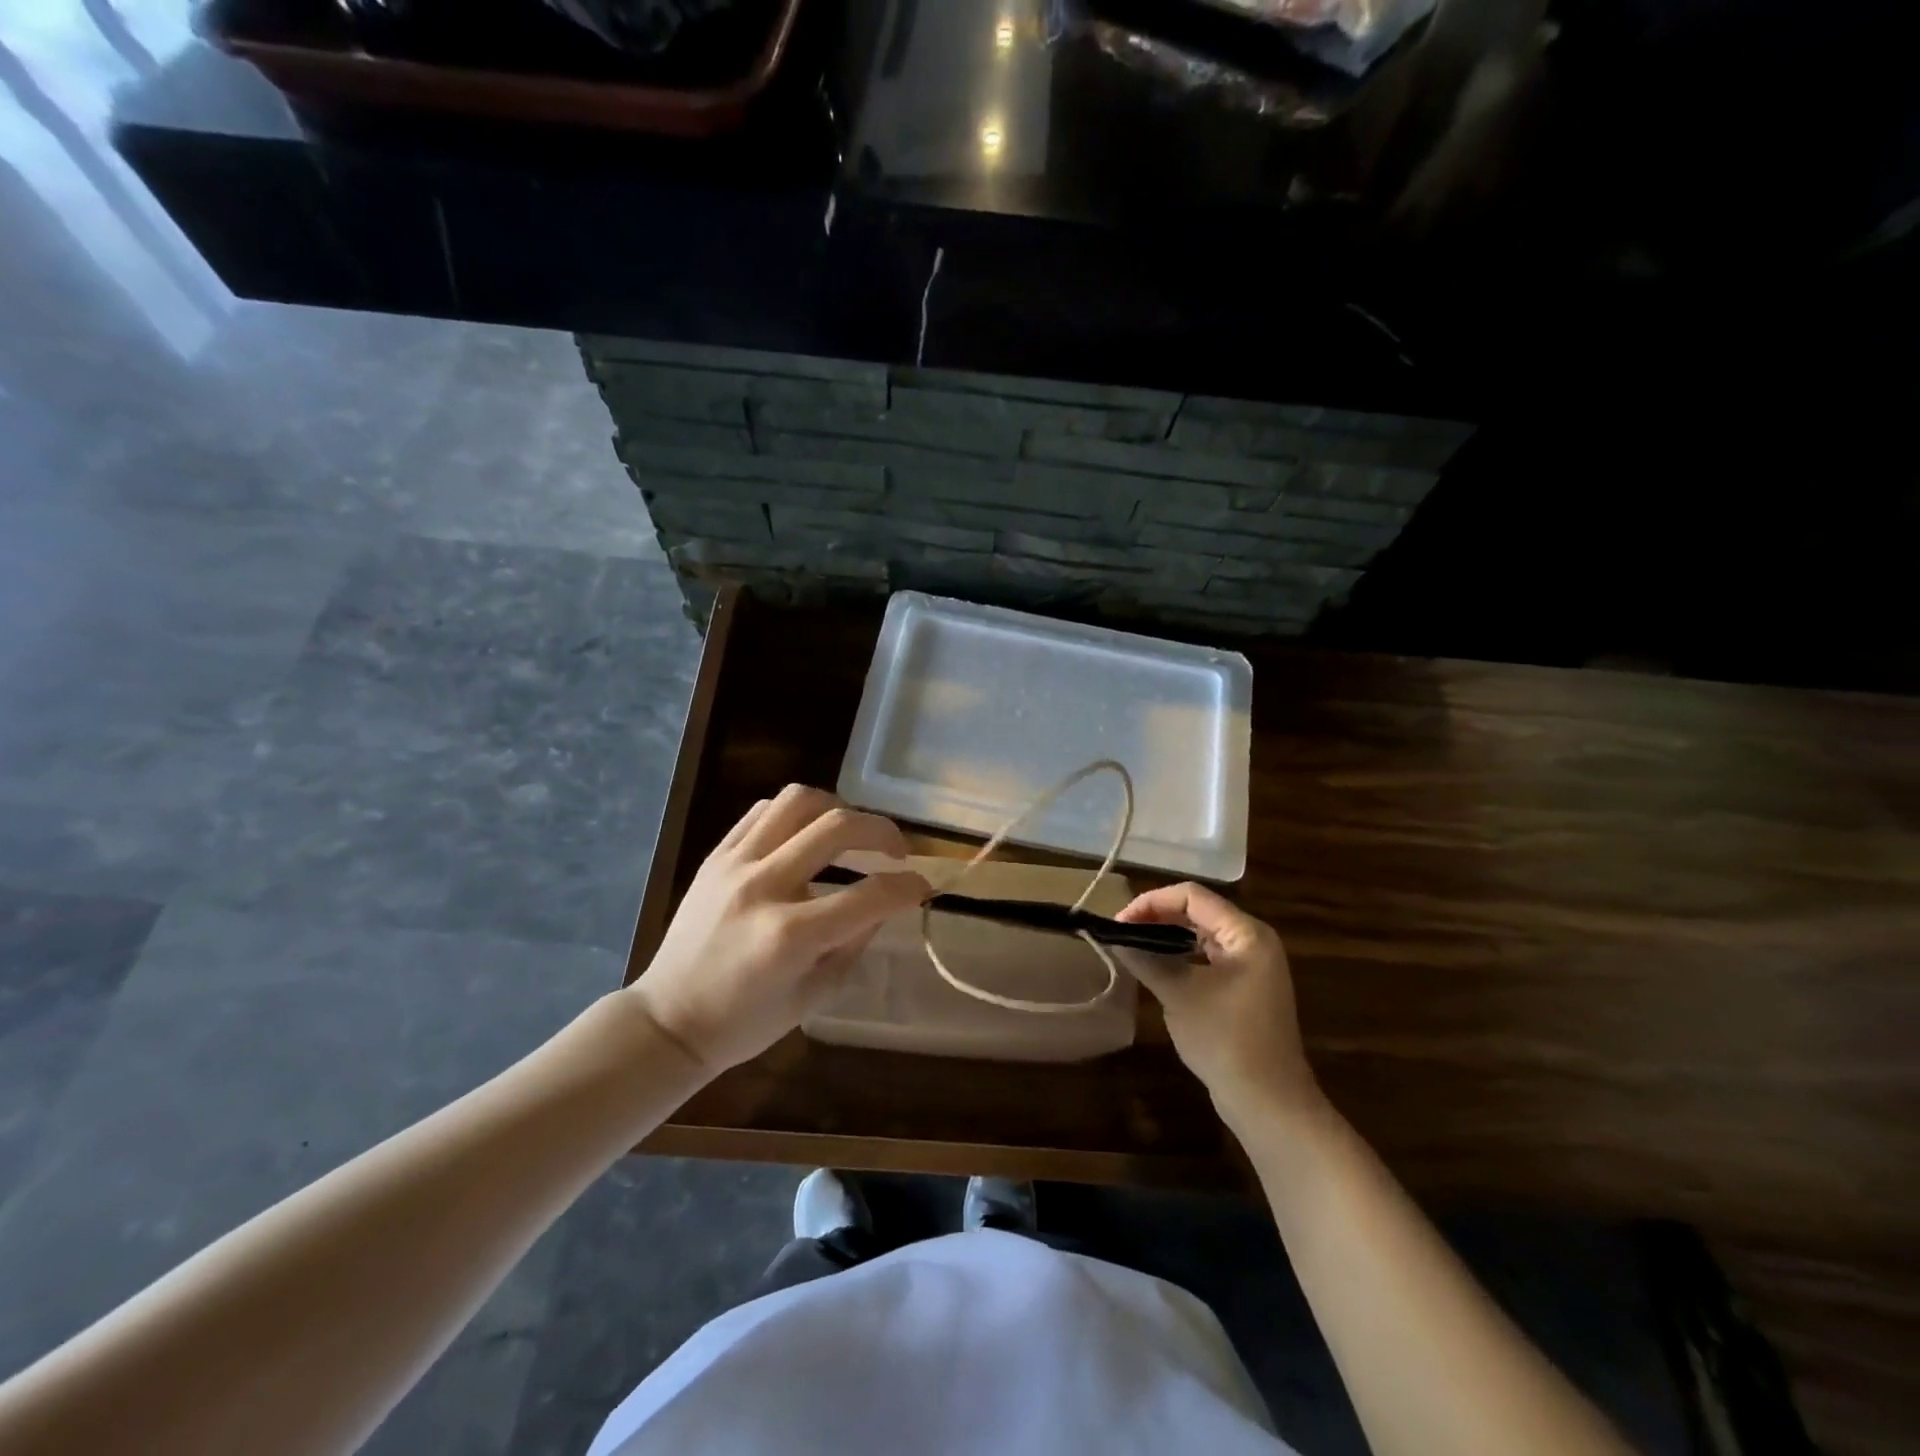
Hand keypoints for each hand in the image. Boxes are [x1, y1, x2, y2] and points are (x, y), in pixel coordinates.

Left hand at [629, 785, 929, 1072]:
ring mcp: (734, 865)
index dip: (908, 886)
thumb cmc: (745, 1023)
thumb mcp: (815, 994)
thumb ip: (856, 941)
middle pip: (837, 827)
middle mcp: (763, 887)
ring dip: (838, 809)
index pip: (869, 895)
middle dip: (883, 831)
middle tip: (896, 850)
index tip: (923, 885)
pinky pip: (762, 811)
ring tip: (850, 832)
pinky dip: (796, 814)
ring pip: (797, 801)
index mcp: (791, 935)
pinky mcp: (716, 856)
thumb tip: (885, 902)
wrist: (668, 1020)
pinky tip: (806, 834)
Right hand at [1116, 883, 1320, 1124]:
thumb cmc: (1226, 1039)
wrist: (1269, 1102)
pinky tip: (1157, 970)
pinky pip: (1207, 959)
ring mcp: (1252, 967)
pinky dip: (1180, 958)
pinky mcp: (1245, 989)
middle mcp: (1253, 942)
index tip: (1120, 921)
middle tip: (1122, 934)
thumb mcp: (1179, 994)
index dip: (1152, 902)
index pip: (1192, 896)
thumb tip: (1114, 938)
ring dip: (1167, 938)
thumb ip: (1146, 959)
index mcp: (1246, 934)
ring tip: (1134, 948)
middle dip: (1157, 918)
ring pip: (1201, 936)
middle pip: (1198, 912)